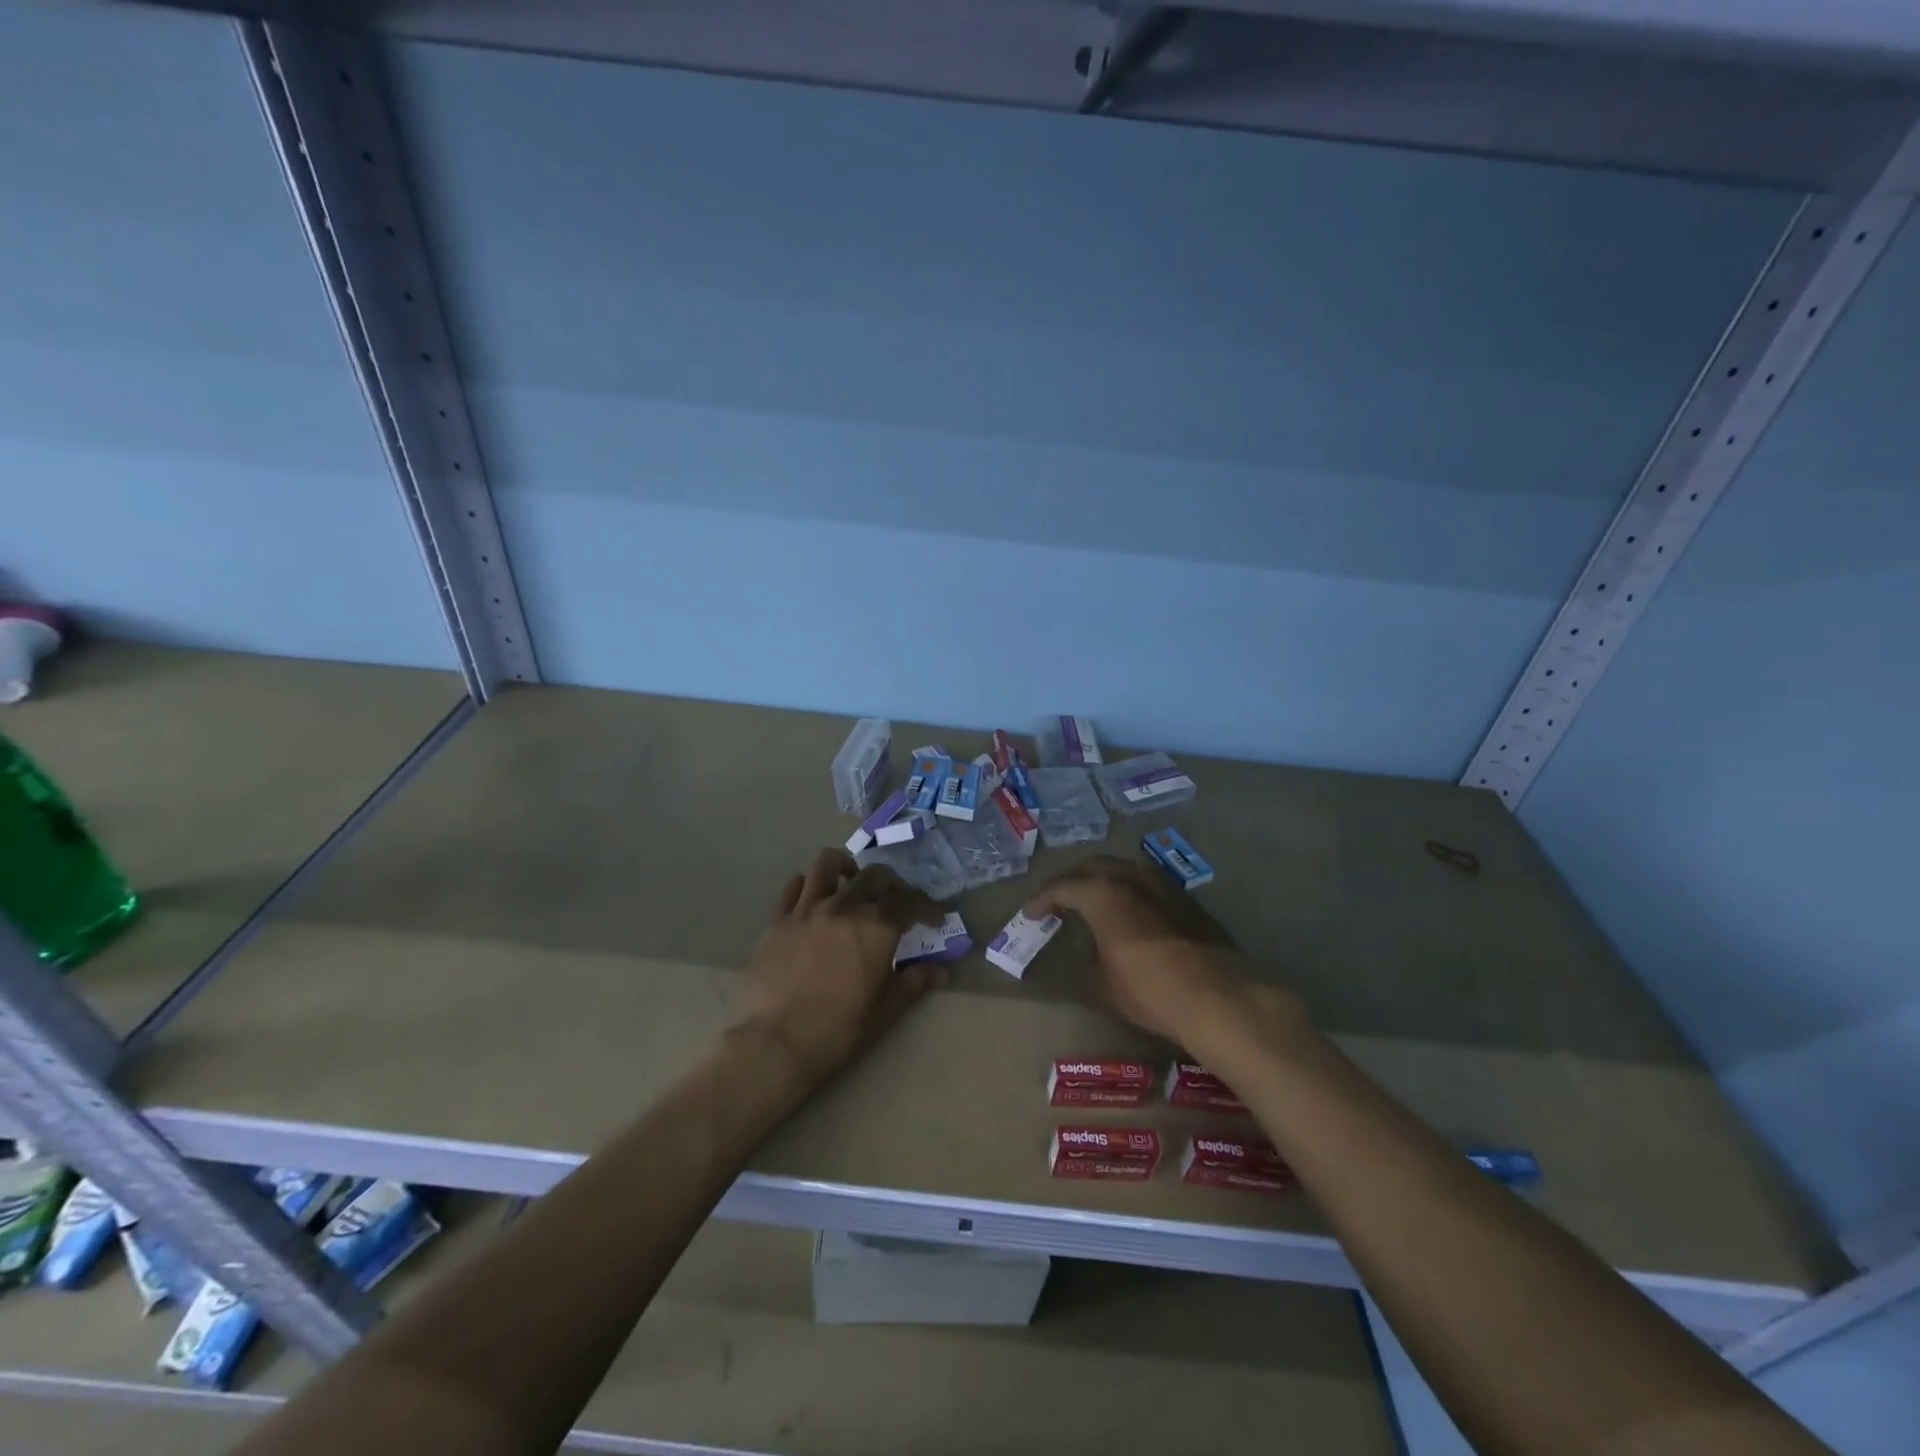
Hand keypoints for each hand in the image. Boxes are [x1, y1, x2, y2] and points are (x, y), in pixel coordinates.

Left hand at [735, 848, 944, 1086]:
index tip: (934, 920)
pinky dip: (809, 885)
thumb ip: (914, 983)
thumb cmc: (839, 1030)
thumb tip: (940, 971)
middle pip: (875, 875)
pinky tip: (814, 901)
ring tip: (852, 882)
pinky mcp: (778, 919)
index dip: (928, 907)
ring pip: (828, 864)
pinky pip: (794, 886)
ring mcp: (807, 909)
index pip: (911, 902)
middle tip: (896, 902)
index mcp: (877, 928)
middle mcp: (845, 907)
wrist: (777, 1044)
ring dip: (847, 868)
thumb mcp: (886, 1010)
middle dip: (893, 884)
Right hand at [1029, 855, 1295, 1047]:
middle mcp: (1131, 877)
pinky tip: (1130, 913)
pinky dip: (1130, 892)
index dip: (1041, 900)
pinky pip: (1148, 885)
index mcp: (1102, 893)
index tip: (1030, 914)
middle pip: (1093, 867)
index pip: (1062, 887)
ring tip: (1094, 901)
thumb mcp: (1103, 983)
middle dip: (1072, 881)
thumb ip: (1090, 958)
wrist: (1217, 997)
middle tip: (1059, 900)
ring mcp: (1163, 885)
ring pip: (1124, 870)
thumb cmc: (1149, 990)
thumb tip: (1092, 952)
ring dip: (1104, 881)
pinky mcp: (1187, 900)